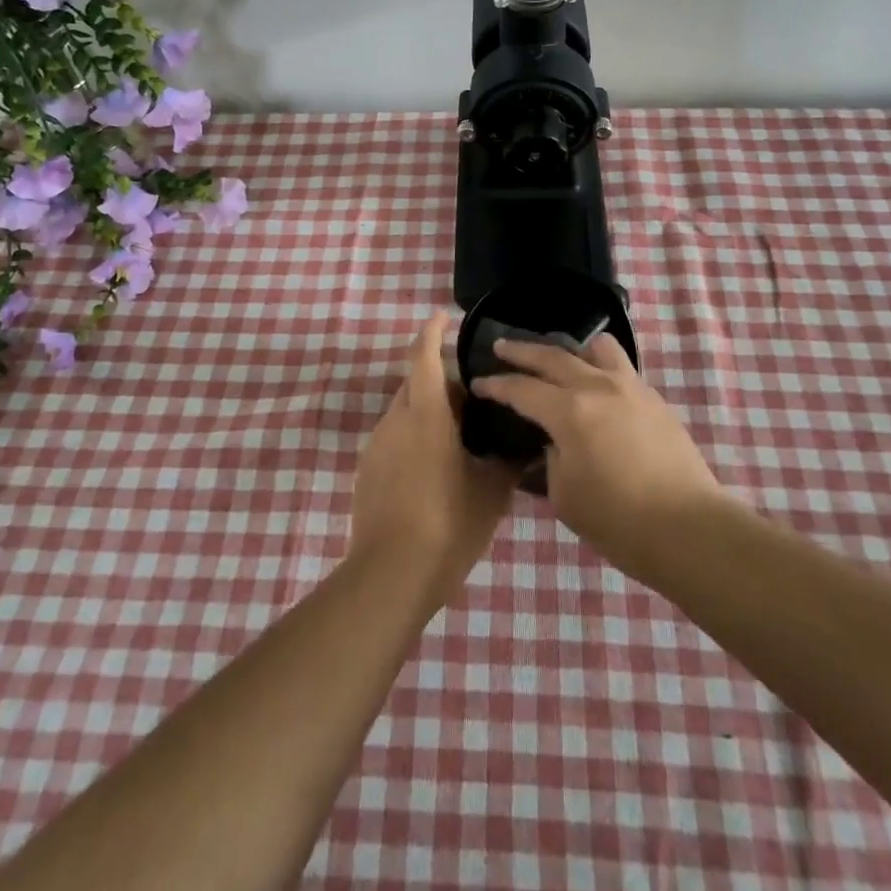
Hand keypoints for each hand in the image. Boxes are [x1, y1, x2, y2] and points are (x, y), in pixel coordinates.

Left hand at [350, 312, 518, 606]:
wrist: (390, 575)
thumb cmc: (446, 525)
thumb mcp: (489, 493)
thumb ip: (506, 462)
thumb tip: (523, 446)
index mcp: (426, 415)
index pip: (424, 358)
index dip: (432, 332)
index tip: (442, 315)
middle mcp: (396, 421)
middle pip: (416, 385)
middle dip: (441, 383)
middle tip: (475, 402)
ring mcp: (377, 446)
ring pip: (405, 412)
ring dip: (429, 413)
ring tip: (461, 439)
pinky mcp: (367, 471)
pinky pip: (395, 438)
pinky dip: (415, 437)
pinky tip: (436, 469)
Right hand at [473, 335, 723, 575]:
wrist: (690, 529)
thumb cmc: (619, 521)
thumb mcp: (565, 496)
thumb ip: (551, 460)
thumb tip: (552, 443)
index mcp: (569, 411)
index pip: (521, 389)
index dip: (496, 385)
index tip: (478, 382)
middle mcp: (598, 387)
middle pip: (553, 356)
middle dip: (522, 351)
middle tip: (501, 346)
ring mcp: (631, 388)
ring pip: (597, 348)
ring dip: (571, 349)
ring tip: (561, 357)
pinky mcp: (654, 399)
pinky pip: (621, 368)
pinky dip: (600, 366)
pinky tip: (596, 386)